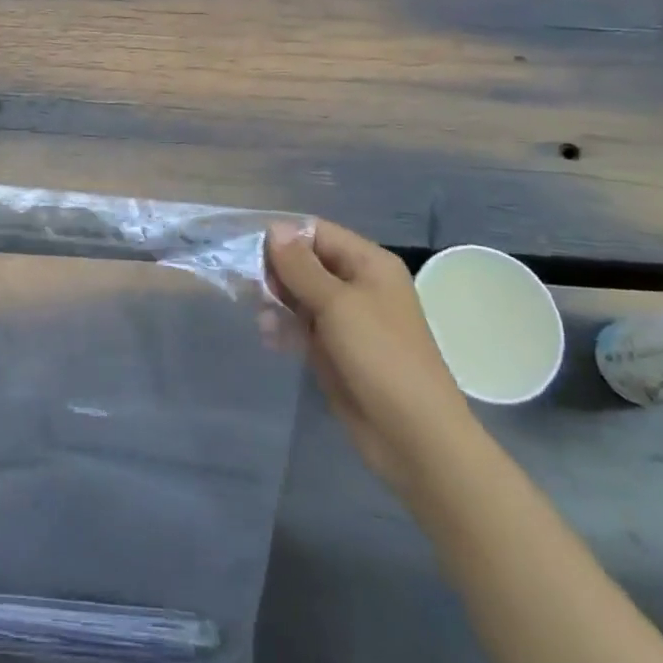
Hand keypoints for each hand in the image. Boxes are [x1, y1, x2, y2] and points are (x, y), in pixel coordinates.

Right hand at [266, 221, 475, 488]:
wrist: (413, 435)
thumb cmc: (380, 357)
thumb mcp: (337, 304)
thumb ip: (300, 265)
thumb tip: (274, 227)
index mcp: (368, 264)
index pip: (316, 232)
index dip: (283, 238)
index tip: (249, 252)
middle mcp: (358, 285)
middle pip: (305, 262)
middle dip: (276, 272)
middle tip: (251, 288)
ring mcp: (347, 320)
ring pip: (299, 295)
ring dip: (276, 302)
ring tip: (265, 321)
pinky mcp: (335, 350)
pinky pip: (302, 326)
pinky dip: (284, 328)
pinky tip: (271, 339)